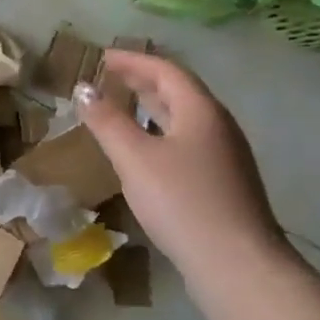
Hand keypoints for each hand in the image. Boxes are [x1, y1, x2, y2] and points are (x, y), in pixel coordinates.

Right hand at [77, 51, 288, 289]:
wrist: (236, 262)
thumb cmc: (182, 201)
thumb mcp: (135, 158)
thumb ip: (108, 122)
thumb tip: (84, 89)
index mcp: (201, 111)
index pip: (166, 71)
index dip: (133, 61)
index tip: (102, 57)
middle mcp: (218, 127)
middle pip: (179, 92)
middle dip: (143, 81)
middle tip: (110, 78)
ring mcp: (224, 157)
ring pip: (183, 120)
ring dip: (152, 109)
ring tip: (123, 109)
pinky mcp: (222, 184)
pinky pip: (186, 143)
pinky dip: (160, 135)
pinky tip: (145, 154)